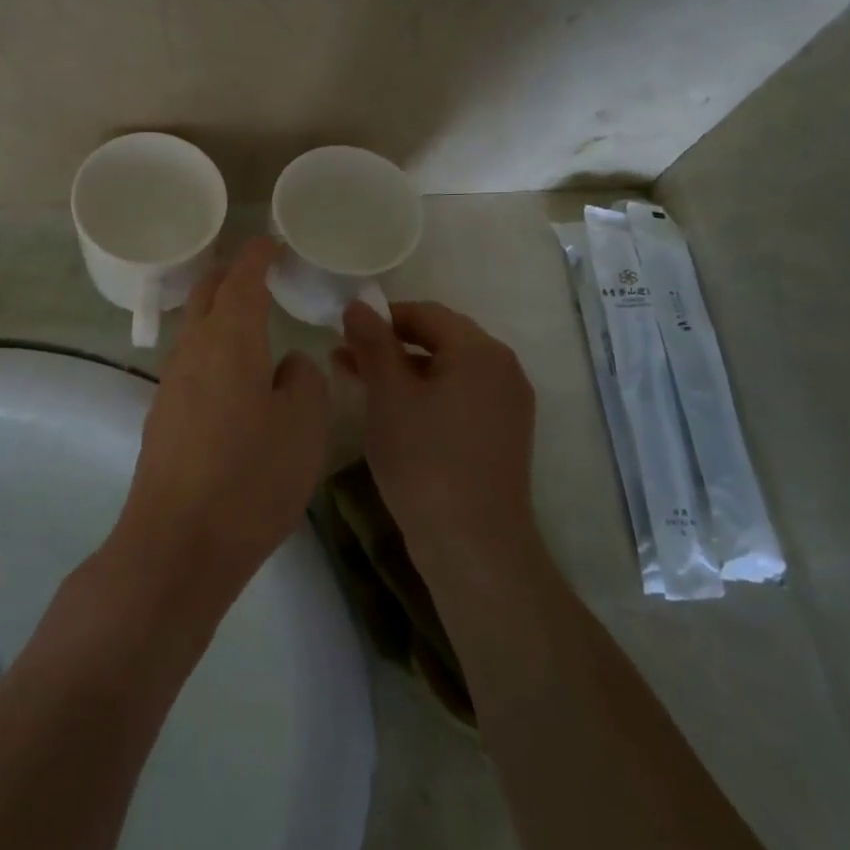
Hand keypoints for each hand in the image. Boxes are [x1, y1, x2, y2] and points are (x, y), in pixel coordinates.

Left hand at [110, 239, 329, 603]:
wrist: (178, 543)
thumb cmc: (250, 478)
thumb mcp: (302, 427)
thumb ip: (304, 381)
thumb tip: (288, 364)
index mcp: (230, 341)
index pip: (241, 280)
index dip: (256, 256)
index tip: (270, 242)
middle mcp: (193, 351)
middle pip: (205, 294)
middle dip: (229, 274)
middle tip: (258, 270)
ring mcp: (171, 384)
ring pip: (194, 328)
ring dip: (218, 312)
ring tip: (249, 318)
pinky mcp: (162, 416)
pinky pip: (190, 362)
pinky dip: (212, 348)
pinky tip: (232, 374)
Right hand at [337, 300, 536, 568]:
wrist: (473, 544)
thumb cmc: (424, 460)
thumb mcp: (388, 395)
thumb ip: (373, 343)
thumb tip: (358, 304)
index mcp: (480, 351)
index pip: (425, 314)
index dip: (381, 317)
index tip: (342, 332)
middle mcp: (503, 369)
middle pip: (439, 340)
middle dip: (389, 346)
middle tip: (344, 358)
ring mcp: (507, 405)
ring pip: (447, 372)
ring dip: (402, 372)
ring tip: (357, 384)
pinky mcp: (502, 435)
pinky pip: (458, 398)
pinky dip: (424, 396)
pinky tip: (391, 413)